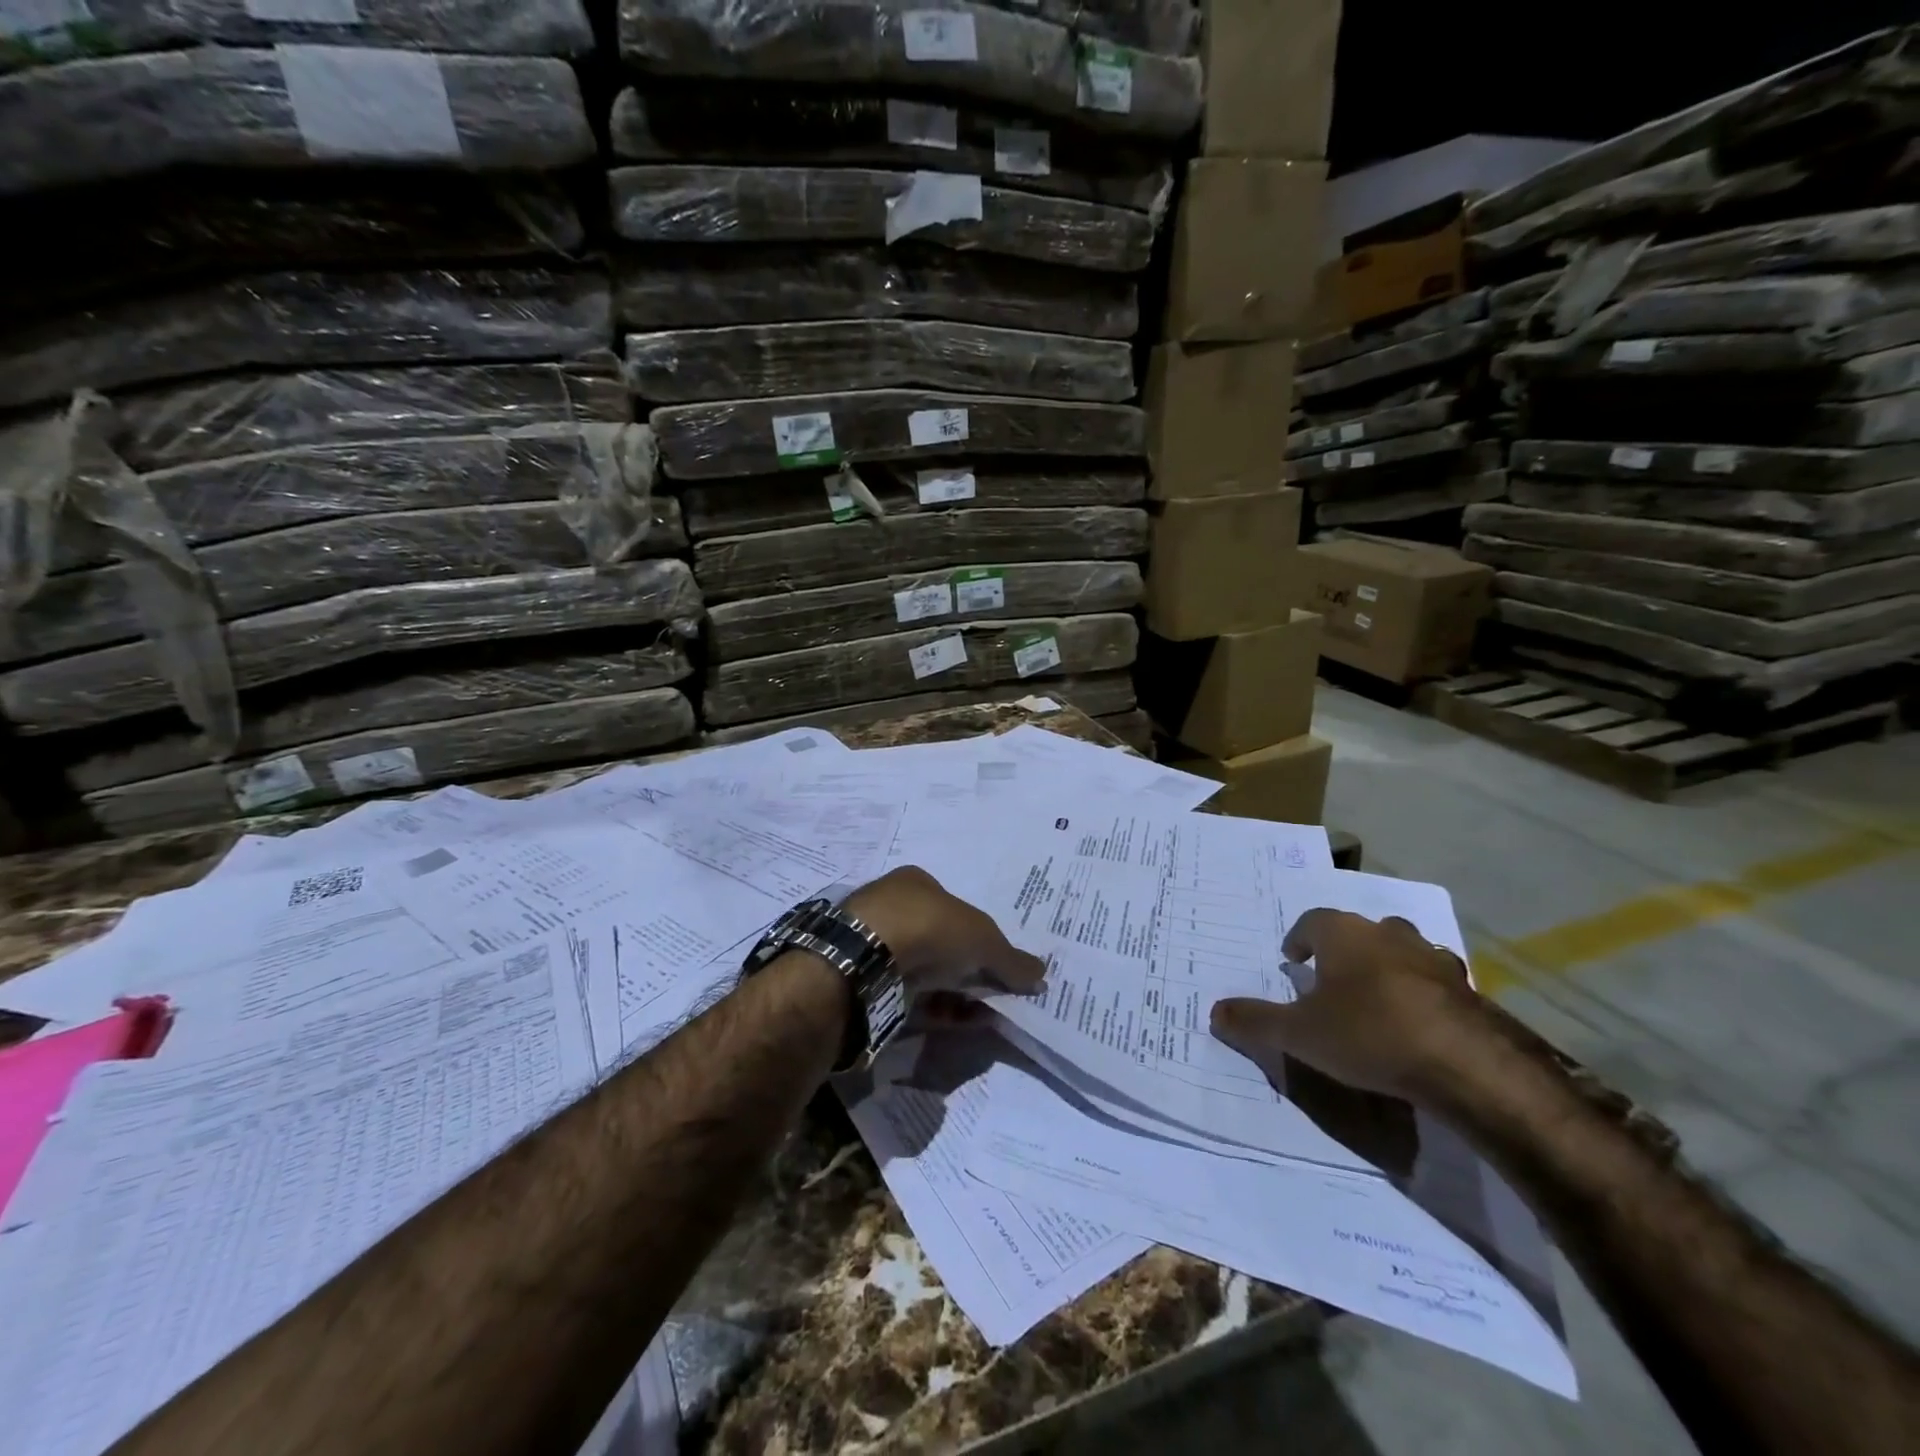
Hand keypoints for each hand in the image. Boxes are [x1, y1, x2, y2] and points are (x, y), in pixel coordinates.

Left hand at [843, 866, 1046, 997]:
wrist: (868, 959)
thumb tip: (1041, 974)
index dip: (981, 935)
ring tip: (990, 1013)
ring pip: (927, 972)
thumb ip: (1011, 959)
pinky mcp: (868, 983)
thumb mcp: (983, 939)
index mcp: (916, 883)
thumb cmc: (930, 927)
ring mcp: (877, 946)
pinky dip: (940, 1009)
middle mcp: (893, 909)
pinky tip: (966, 1022)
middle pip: (941, 941)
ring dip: (959, 993)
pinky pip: (912, 998)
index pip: (955, 907)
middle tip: (999, 991)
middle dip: (970, 967)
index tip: (1001, 962)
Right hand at [1210, 909, 1486, 1102]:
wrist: (1467, 1064)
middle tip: (1330, 976)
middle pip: (1358, 930)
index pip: (1312, 921)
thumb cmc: (1369, 1035)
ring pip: (1400, 950)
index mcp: (1344, 934)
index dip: (1299, 938)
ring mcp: (1431, 958)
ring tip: (1374, 996)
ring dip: (1385, 965)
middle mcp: (1387, 934)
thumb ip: (1255, 1020)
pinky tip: (1418, 1019)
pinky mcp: (1466, 989)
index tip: (1292, 958)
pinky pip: (1434, 980)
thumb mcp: (1300, 1034)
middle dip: (1343, 948)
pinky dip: (1421, 991)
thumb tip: (1214, 1011)